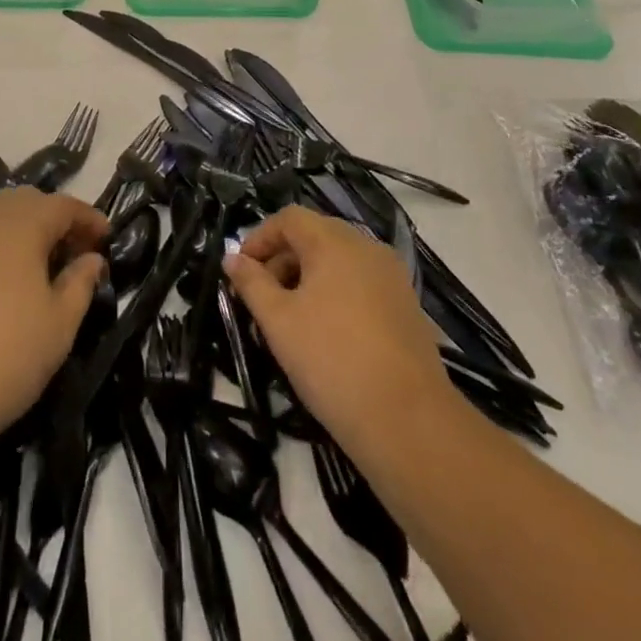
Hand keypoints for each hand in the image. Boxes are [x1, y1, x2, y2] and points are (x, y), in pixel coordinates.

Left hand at [0, 187, 107, 449]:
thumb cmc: (6, 355)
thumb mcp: (60, 323)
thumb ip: (81, 282)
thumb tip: (92, 258)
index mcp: (23, 221)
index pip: (64, 205)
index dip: (89, 219)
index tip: (106, 238)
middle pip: (30, 201)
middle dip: (56, 219)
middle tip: (75, 252)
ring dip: (23, 225)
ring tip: (38, 261)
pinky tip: (2, 274)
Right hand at [225, 206, 454, 462]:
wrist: (408, 421)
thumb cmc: (331, 359)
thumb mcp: (278, 320)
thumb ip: (251, 282)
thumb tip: (232, 257)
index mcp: (334, 241)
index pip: (289, 219)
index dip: (259, 238)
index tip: (240, 271)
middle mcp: (367, 247)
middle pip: (315, 236)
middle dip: (282, 259)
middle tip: (261, 297)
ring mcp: (392, 276)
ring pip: (339, 262)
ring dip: (308, 278)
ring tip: (290, 319)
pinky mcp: (406, 306)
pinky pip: (360, 284)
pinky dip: (336, 294)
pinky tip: (326, 334)